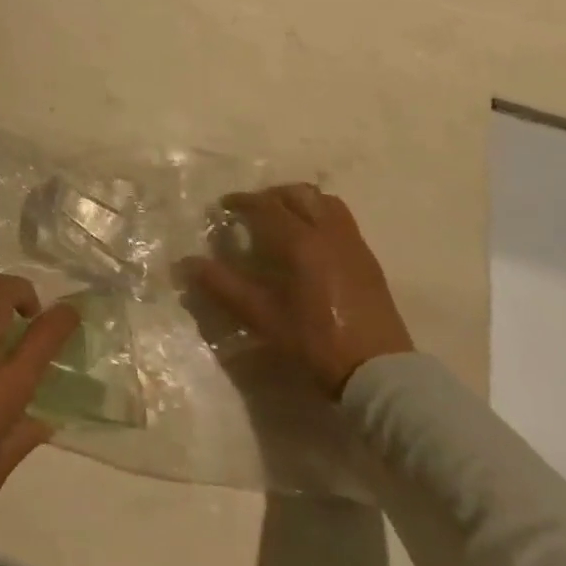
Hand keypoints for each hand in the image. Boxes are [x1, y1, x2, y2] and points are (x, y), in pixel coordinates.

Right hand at [184, 184, 412, 397]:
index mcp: (300, 241)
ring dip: (300, 200)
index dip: (242, 201)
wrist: (378, 371)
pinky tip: (312, 240)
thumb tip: (187, 263)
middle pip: (298, 194)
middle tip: (253, 210)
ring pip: (325, 201)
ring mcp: (352, 243)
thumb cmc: (315, 341)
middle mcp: (328, 232)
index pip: (266, 205)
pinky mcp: (368, 259)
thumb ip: (223, 286)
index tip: (225, 206)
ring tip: (284, 218)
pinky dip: (321, 214)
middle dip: (271, 196)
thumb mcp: (262, 316)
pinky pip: (342, 219)